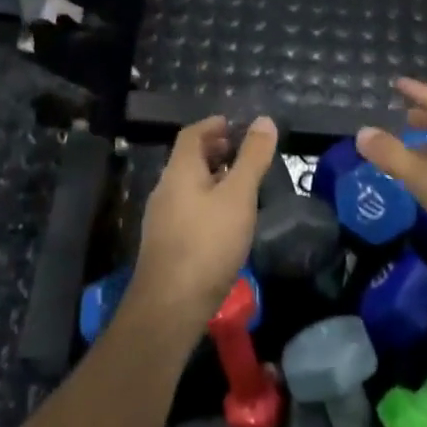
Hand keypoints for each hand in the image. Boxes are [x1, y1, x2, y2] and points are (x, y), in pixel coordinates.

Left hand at [125, 114, 278, 334]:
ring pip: (188, 186)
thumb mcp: (238, 196)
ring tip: (241, 185)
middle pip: (188, 159)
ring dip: (213, 178)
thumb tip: (264, 120)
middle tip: (243, 153)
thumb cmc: (208, 243)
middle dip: (215, 151)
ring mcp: (162, 218)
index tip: (236, 125)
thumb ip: (252, 158)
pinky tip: (226, 220)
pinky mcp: (166, 244)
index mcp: (179, 171)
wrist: (170, 306)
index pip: (192, 134)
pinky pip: (188, 209)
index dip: (213, 125)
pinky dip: (207, 201)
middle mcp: (165, 188)